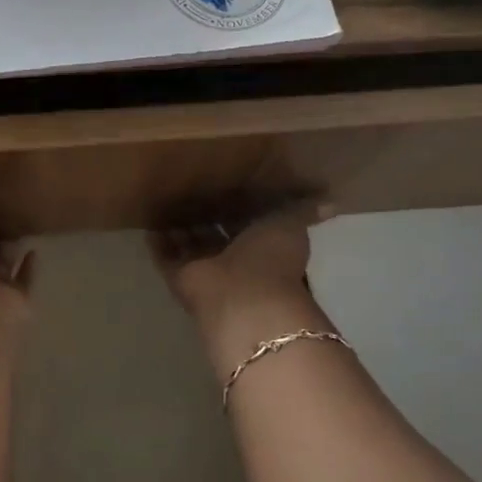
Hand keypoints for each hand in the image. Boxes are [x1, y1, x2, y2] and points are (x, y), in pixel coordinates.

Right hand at [149, 203, 336, 373]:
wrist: (243, 298)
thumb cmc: (271, 258)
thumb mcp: (291, 223)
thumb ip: (305, 210)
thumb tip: (332, 202)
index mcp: (262, 246)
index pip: (248, 223)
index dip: (238, 205)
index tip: (225, 183)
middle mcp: (234, 259)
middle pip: (216, 234)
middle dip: (205, 215)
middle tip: (188, 189)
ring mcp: (206, 270)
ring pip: (190, 244)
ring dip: (180, 227)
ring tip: (164, 200)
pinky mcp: (180, 277)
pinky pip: (165, 255)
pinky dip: (158, 241)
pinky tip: (148, 222)